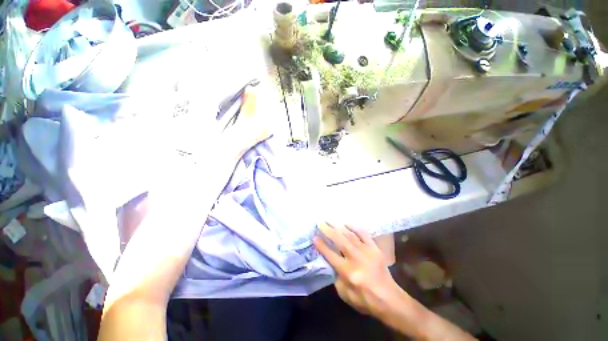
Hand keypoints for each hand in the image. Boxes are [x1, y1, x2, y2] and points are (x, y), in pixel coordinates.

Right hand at [313, 223, 403, 316]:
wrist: (389, 299)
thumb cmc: (365, 300)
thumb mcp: (345, 294)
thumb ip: (336, 276)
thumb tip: (331, 261)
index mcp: (348, 272)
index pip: (330, 255)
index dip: (321, 245)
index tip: (314, 236)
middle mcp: (356, 259)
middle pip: (339, 241)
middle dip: (328, 230)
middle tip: (320, 223)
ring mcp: (367, 251)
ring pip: (350, 235)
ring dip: (338, 226)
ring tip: (330, 220)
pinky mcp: (374, 248)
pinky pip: (363, 234)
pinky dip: (354, 227)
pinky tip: (346, 223)